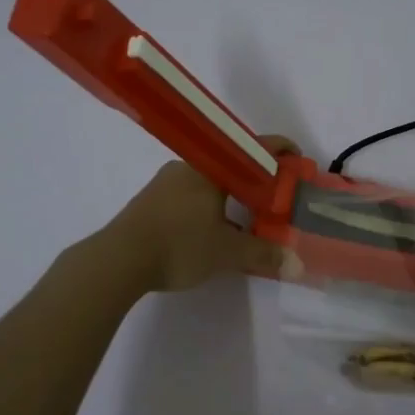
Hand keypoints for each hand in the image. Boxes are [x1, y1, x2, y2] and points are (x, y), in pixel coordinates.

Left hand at [102, 135, 299, 292]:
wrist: (117, 259)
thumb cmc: (178, 245)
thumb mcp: (227, 253)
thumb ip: (263, 255)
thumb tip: (297, 264)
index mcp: (210, 169)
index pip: (252, 149)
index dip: (279, 150)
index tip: (298, 158)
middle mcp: (188, 167)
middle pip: (230, 165)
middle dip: (254, 179)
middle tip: (273, 198)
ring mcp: (165, 183)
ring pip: (208, 182)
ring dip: (229, 197)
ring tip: (246, 220)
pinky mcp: (150, 202)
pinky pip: (189, 196)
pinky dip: (208, 207)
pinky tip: (211, 232)